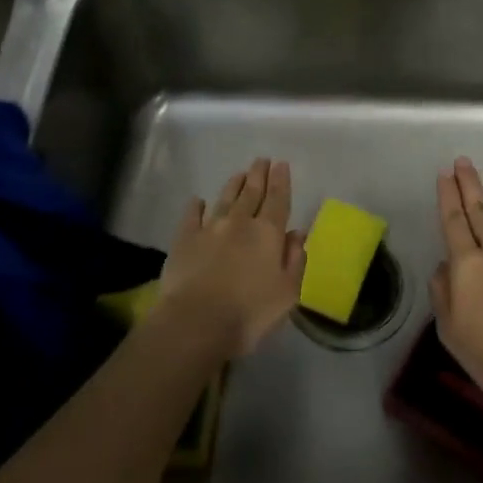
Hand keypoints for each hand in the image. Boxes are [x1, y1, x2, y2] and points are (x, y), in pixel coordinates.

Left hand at [153, 157, 304, 358]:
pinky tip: (198, 200)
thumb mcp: (287, 292)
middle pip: (251, 193)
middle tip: (262, 160)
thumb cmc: (250, 312)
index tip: (281, 164)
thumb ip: (295, 260)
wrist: (197, 322)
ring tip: (240, 173)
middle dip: (258, 175)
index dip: (281, 181)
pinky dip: (196, 206)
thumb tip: (298, 234)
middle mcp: (240, 222)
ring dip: (234, 185)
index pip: (278, 200)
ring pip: (225, 199)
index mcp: (268, 233)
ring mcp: (209, 228)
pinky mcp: (184, 239)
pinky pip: (191, 216)